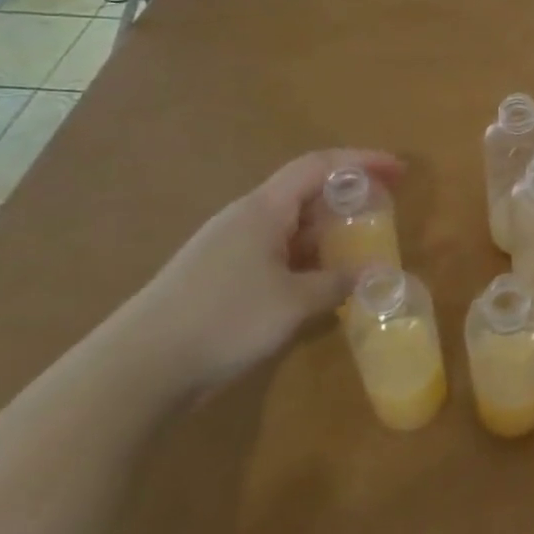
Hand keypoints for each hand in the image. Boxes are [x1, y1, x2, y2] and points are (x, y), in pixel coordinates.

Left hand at [115, 149, 403, 396]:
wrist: (134, 372)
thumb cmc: (222, 320)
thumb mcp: (293, 303)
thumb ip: (338, 283)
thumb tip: (376, 275)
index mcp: (264, 209)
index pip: (320, 165)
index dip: (363, 161)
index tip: (399, 170)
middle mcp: (246, 219)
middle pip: (306, 192)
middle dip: (349, 196)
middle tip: (385, 210)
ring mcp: (229, 249)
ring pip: (291, 226)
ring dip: (328, 231)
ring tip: (360, 248)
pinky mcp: (219, 279)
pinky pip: (276, 254)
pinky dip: (307, 259)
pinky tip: (320, 285)